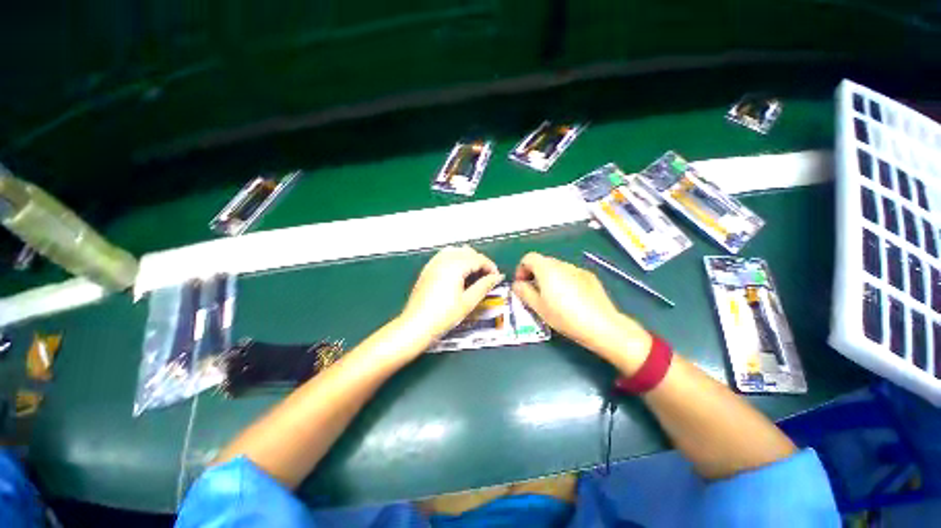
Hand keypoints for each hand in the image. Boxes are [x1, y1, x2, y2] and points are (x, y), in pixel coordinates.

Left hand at [400, 246, 504, 341]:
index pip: (478, 258)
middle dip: (480, 261)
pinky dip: (455, 259)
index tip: (496, 277)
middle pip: (467, 251)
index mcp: (455, 266)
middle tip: (486, 276)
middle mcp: (443, 260)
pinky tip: (458, 273)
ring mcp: (433, 263)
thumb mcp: (468, 302)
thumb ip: (484, 286)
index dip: (490, 266)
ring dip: (467, 258)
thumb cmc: (443, 316)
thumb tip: (496, 277)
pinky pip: (444, 255)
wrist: (416, 325)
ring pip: (455, 251)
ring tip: (473, 274)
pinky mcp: (427, 269)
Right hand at [512, 252, 650, 369]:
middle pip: (542, 262)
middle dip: (534, 274)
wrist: (601, 325)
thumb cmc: (564, 316)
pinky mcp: (590, 277)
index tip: (522, 285)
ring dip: (549, 278)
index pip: (528, 258)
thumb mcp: (538, 307)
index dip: (521, 269)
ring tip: (552, 297)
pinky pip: (570, 274)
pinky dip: (564, 281)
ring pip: (557, 268)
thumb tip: (517, 284)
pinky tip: (570, 299)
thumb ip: (524, 292)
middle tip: (534, 292)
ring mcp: (577, 269)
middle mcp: (562, 264)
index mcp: (547, 269)